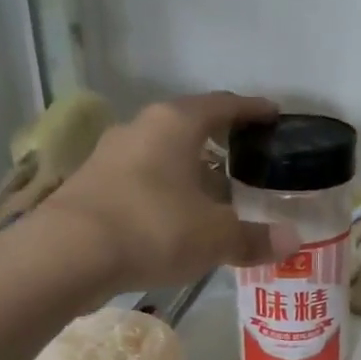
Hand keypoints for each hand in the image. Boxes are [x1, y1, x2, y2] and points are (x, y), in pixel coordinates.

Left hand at [30, 92, 299, 292]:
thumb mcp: (215, 238)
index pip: (223, 105)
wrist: (68, 254)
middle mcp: (140, 129)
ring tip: (214, 195)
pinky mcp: (91, 185)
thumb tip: (292, 241)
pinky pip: (141, 180)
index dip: (251, 111)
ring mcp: (110, 156)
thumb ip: (254, 238)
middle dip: (219, 143)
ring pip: (162, 155)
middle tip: (246, 161)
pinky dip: (164, 193)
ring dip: (189, 171)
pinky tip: (176, 219)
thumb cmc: (153, 229)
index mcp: (175, 124)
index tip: (272, 116)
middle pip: (189, 127)